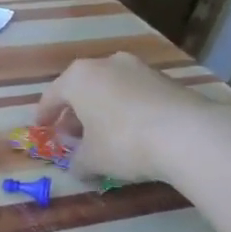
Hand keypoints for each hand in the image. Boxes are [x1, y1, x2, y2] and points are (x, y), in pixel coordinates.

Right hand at [31, 53, 214, 182]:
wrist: (189, 135)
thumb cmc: (123, 142)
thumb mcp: (92, 159)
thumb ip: (78, 161)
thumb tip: (77, 167)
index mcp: (78, 77)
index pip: (52, 96)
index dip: (44, 115)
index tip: (41, 128)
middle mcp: (106, 64)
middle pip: (82, 89)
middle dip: (74, 113)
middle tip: (71, 136)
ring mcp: (139, 69)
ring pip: (110, 89)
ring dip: (102, 109)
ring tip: (102, 135)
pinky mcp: (166, 80)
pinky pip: (135, 95)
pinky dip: (126, 110)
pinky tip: (131, 132)